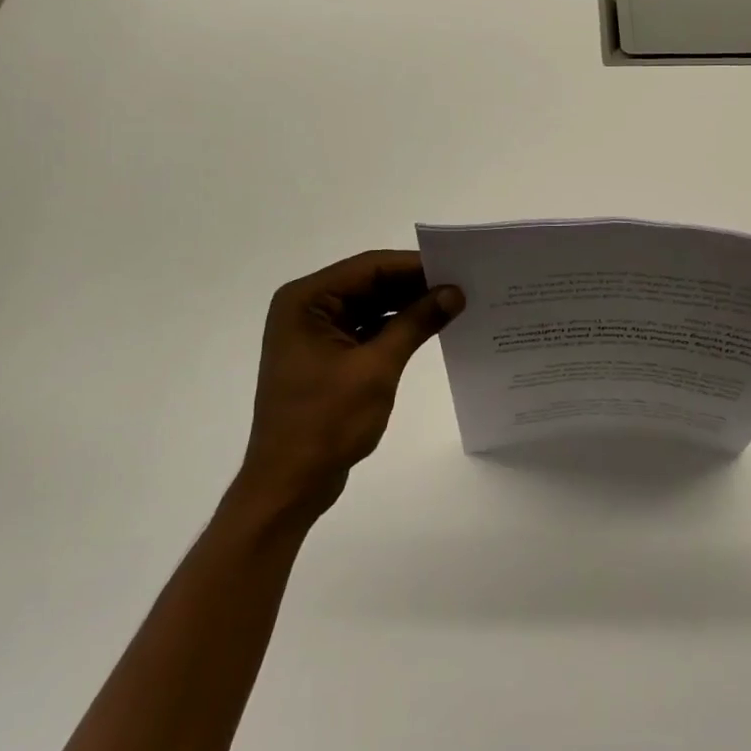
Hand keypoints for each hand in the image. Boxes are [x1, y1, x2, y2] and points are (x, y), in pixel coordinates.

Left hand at [233, 250, 462, 522]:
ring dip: (406, 306)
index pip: (368, 267)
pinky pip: (365, 329)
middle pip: (368, 283)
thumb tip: (454, 292)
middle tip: (461, 284)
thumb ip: (415, 323)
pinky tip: (428, 328)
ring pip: (369, 305)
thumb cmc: (325, 422)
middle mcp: (306, 308)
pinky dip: (394, 328)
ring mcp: (315, 333)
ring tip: (453, 303)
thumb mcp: (377, 368)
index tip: (456, 266)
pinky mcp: (326, 356)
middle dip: (413, 285)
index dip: (413, 265)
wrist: (289, 485)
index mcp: (306, 301)